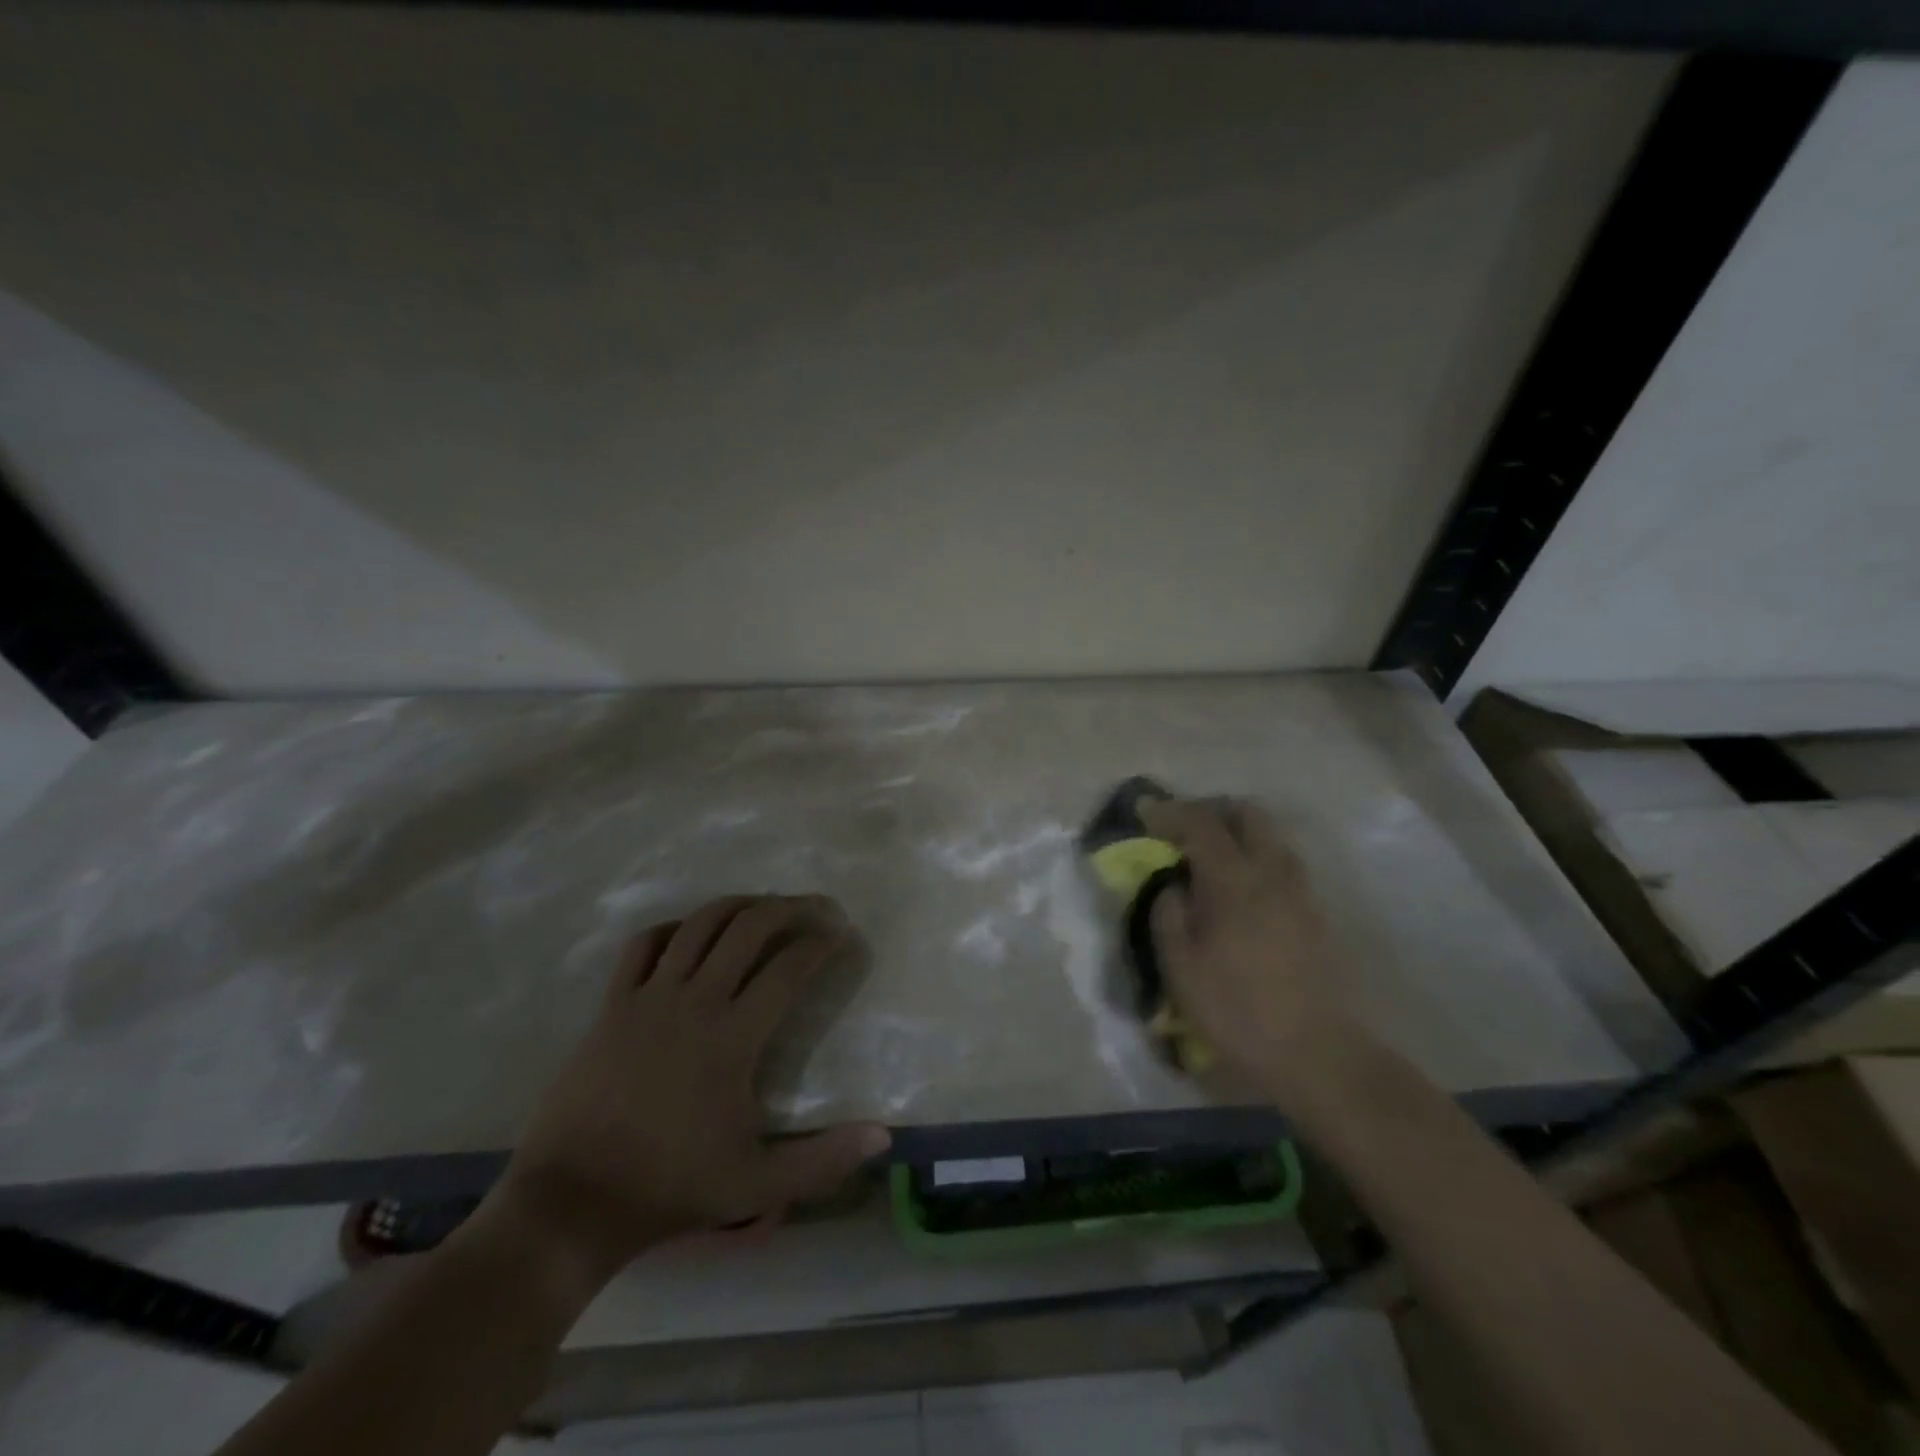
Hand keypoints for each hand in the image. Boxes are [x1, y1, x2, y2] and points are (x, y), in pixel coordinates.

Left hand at [486, 895, 889, 1294]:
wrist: (572, 1201)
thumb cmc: (670, 1189)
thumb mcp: (758, 1185)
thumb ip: (824, 1159)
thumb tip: (884, 1137)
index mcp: (733, 1037)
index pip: (789, 969)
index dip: (821, 945)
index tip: (840, 937)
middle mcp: (695, 1001)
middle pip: (749, 928)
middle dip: (788, 907)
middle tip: (814, 908)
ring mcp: (649, 997)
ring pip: (700, 924)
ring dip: (738, 906)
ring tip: (763, 906)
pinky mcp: (613, 1004)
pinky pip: (644, 944)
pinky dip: (674, 927)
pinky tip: (690, 932)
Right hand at [1141, 799, 1367, 1107]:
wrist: (1315, 1052)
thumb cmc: (1235, 1009)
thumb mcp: (1180, 967)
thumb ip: (1168, 916)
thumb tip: (1172, 887)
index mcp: (1232, 881)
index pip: (1201, 824)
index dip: (1170, 812)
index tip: (1145, 812)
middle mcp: (1271, 873)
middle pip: (1249, 813)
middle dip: (1213, 810)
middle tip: (1184, 828)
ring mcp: (1300, 891)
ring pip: (1272, 837)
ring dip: (1240, 833)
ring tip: (1213, 858)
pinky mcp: (1316, 913)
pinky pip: (1284, 864)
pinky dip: (1259, 858)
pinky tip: (1243, 889)